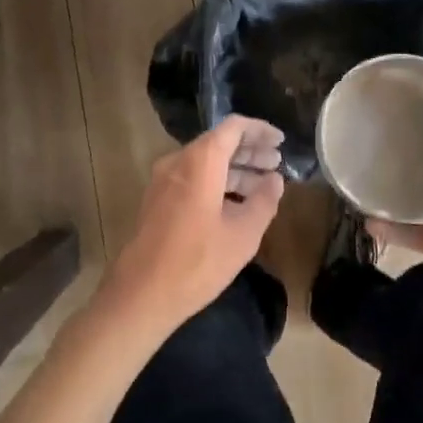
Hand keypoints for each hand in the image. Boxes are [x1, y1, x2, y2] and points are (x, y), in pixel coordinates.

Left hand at [97, 116, 285, 338]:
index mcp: (200, 162)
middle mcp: (178, 162)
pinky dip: (217, 183)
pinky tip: (237, 204)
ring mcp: (163, 181)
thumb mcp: (243, 234)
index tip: (281, 141)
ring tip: (263, 186)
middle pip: (218, 143)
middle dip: (250, 152)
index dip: (260, 130)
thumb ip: (264, 201)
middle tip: (276, 163)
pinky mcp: (157, 200)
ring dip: (235, 170)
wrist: (141, 294)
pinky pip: (192, 179)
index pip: (233, 127)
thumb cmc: (197, 262)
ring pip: (205, 163)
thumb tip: (275, 180)